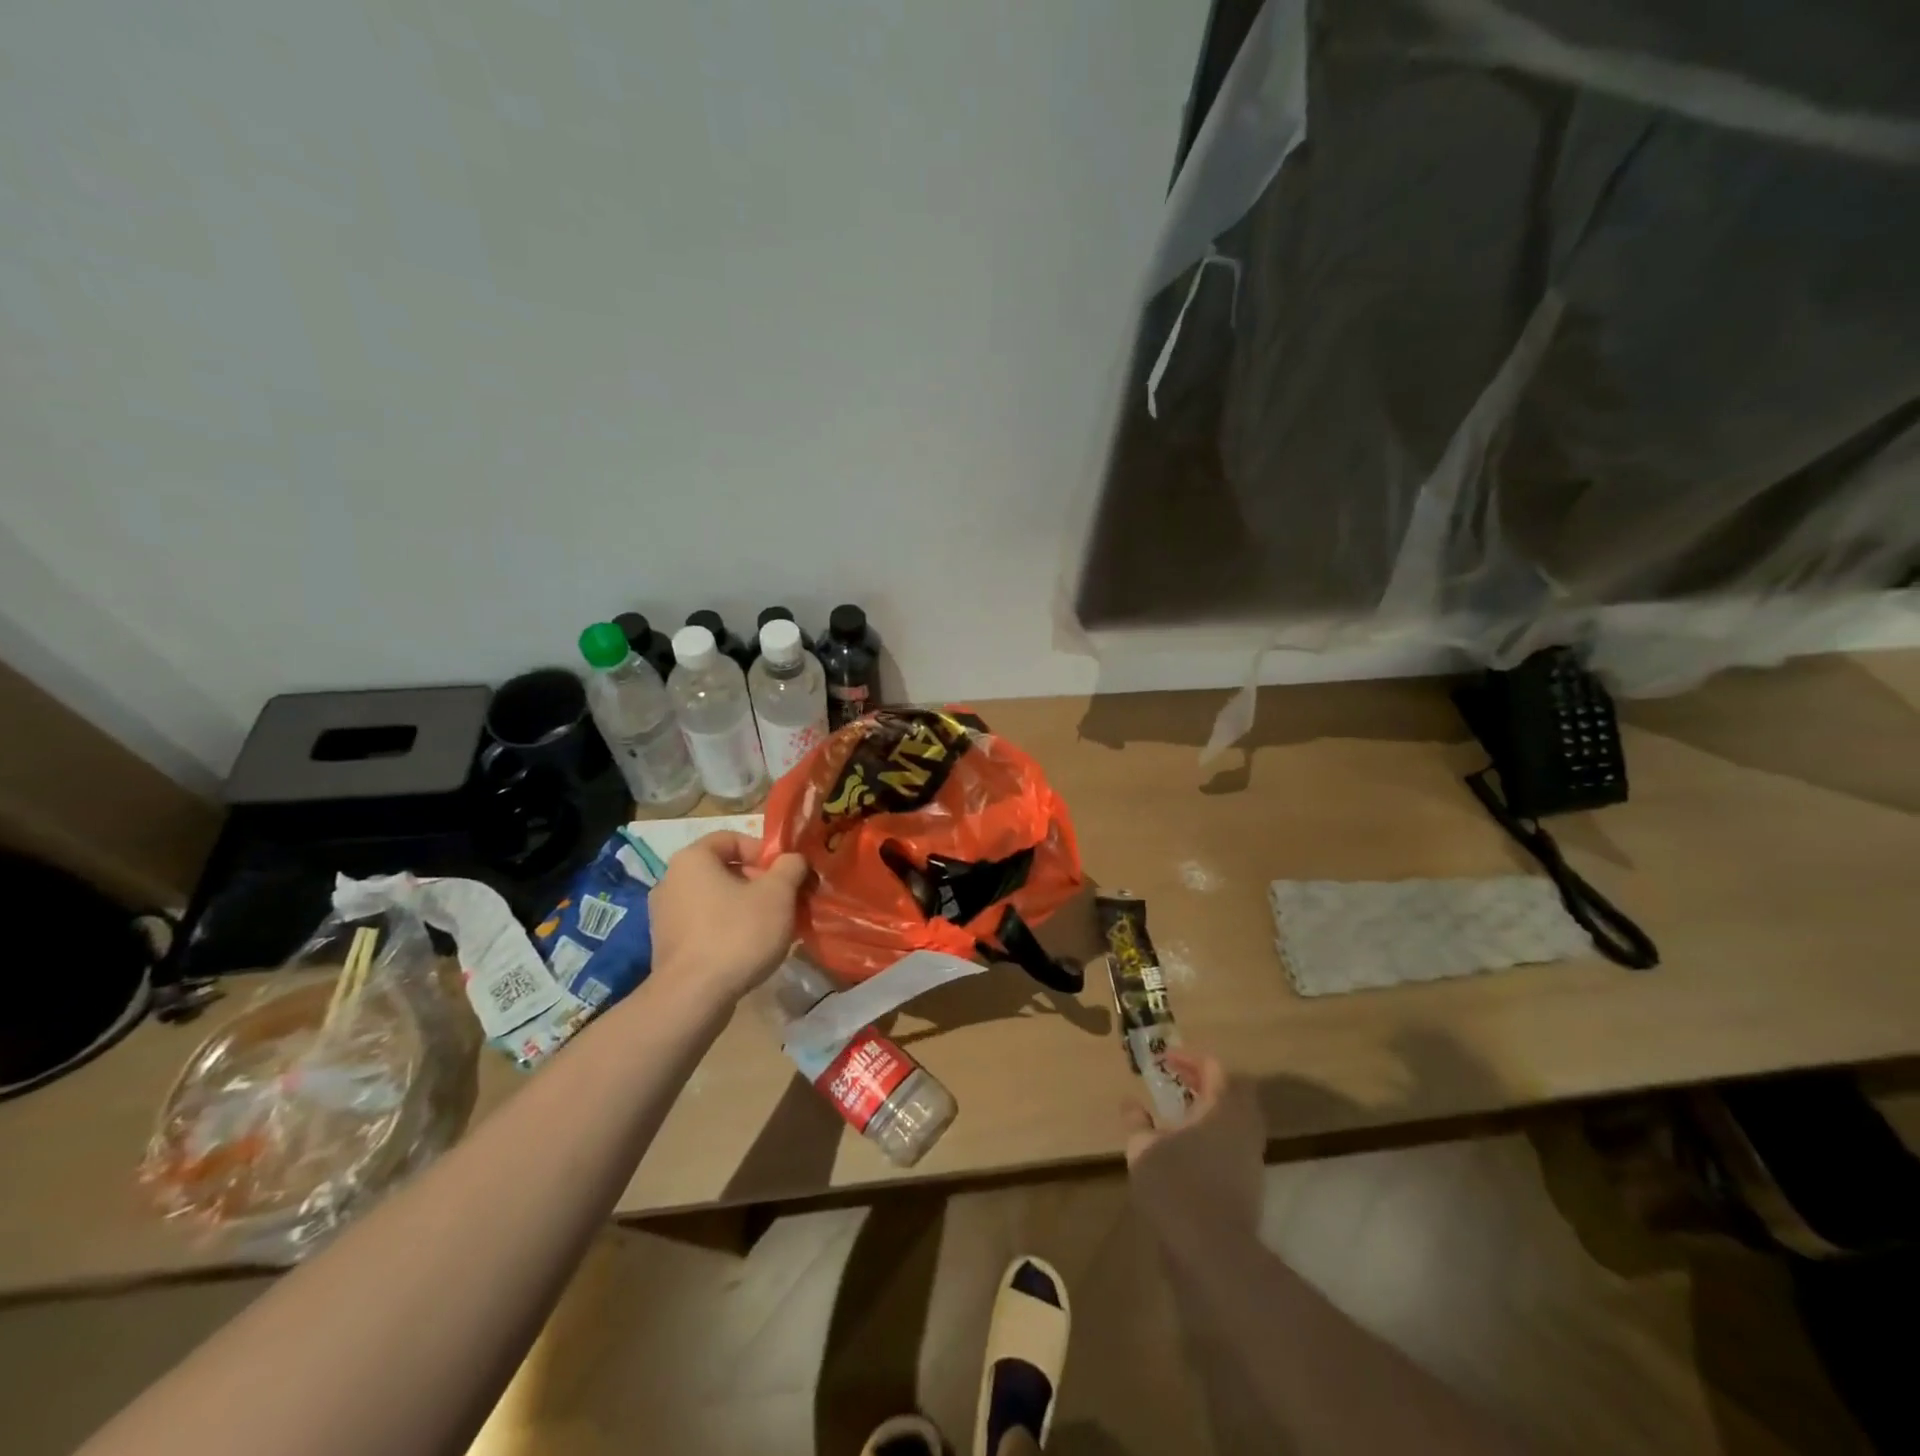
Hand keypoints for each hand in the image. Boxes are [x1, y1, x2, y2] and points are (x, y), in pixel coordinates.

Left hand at [647, 831, 809, 1009]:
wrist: (693, 997)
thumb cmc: (737, 933)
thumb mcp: (778, 894)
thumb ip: (790, 867)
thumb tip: (792, 860)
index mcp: (692, 859)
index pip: (731, 839)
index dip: (763, 851)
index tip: (785, 873)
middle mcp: (670, 880)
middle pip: (724, 869)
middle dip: (758, 881)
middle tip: (784, 901)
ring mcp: (664, 915)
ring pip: (715, 898)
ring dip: (745, 906)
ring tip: (771, 927)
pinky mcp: (667, 946)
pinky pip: (704, 924)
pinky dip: (727, 928)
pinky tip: (748, 949)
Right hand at [1123, 1050, 1265, 1235]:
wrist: (1215, 1253)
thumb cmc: (1176, 1188)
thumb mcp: (1143, 1149)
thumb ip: (1137, 1122)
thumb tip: (1130, 1103)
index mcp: (1221, 1108)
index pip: (1213, 1067)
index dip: (1188, 1058)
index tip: (1164, 1061)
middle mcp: (1242, 1126)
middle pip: (1234, 1089)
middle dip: (1206, 1080)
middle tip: (1179, 1081)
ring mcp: (1251, 1156)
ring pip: (1238, 1118)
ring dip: (1213, 1108)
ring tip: (1182, 1113)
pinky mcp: (1251, 1183)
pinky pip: (1237, 1142)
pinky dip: (1217, 1133)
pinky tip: (1191, 1146)